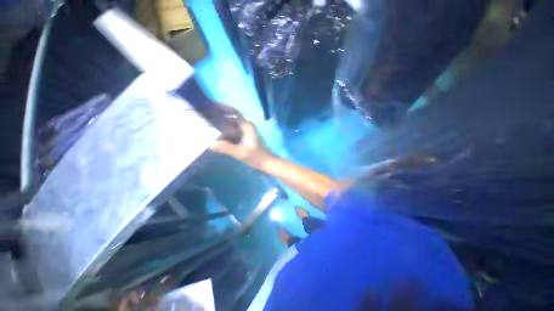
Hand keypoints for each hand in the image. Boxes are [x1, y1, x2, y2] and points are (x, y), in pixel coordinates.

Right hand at [210, 113, 272, 168]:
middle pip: (230, 119)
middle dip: (218, 119)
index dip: (222, 108)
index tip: (210, 105)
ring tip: (206, 128)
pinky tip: (215, 138)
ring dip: (220, 127)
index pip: (234, 112)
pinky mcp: (243, 138)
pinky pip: (231, 133)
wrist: (266, 163)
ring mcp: (244, 132)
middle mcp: (246, 126)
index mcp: (247, 126)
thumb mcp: (240, 153)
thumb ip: (225, 148)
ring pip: (230, 127)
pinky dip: (224, 135)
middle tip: (204, 120)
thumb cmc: (256, 157)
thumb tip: (209, 144)